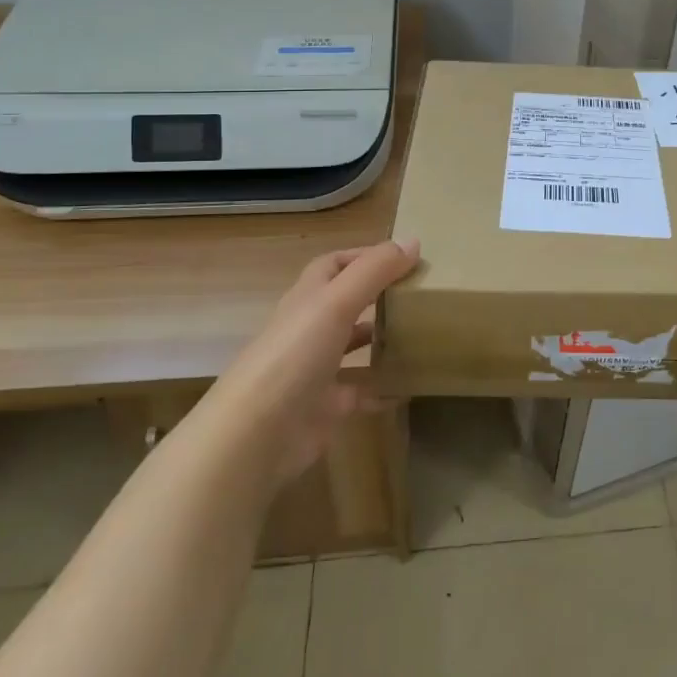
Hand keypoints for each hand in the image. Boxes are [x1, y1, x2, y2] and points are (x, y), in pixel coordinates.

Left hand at [212, 239, 419, 487]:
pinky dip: (383, 388)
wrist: (256, 434)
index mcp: (306, 298)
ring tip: (420, 333)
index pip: (332, 265)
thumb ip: (374, 271)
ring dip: (380, 339)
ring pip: (352, 346)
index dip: (363, 256)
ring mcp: (315, 370)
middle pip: (344, 303)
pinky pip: (360, 393)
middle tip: (419, 293)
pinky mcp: (324, 407)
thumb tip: (413, 241)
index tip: (404, 257)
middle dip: (377, 295)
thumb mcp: (336, 302)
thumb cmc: (294, 355)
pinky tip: (409, 386)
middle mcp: (308, 329)